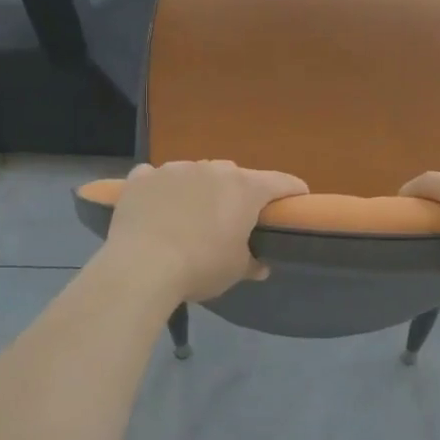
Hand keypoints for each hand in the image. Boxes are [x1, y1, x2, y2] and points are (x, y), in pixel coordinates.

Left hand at [102, 161, 309, 304]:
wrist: (140, 267)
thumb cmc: (200, 266)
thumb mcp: (234, 270)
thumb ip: (251, 262)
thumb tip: (261, 266)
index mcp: (244, 188)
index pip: (281, 182)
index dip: (293, 191)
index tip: (298, 199)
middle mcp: (212, 169)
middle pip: (235, 176)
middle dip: (239, 193)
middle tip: (234, 218)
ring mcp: (174, 169)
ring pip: (195, 173)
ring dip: (199, 189)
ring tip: (190, 215)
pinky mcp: (142, 178)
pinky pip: (157, 177)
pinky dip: (161, 189)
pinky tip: (156, 207)